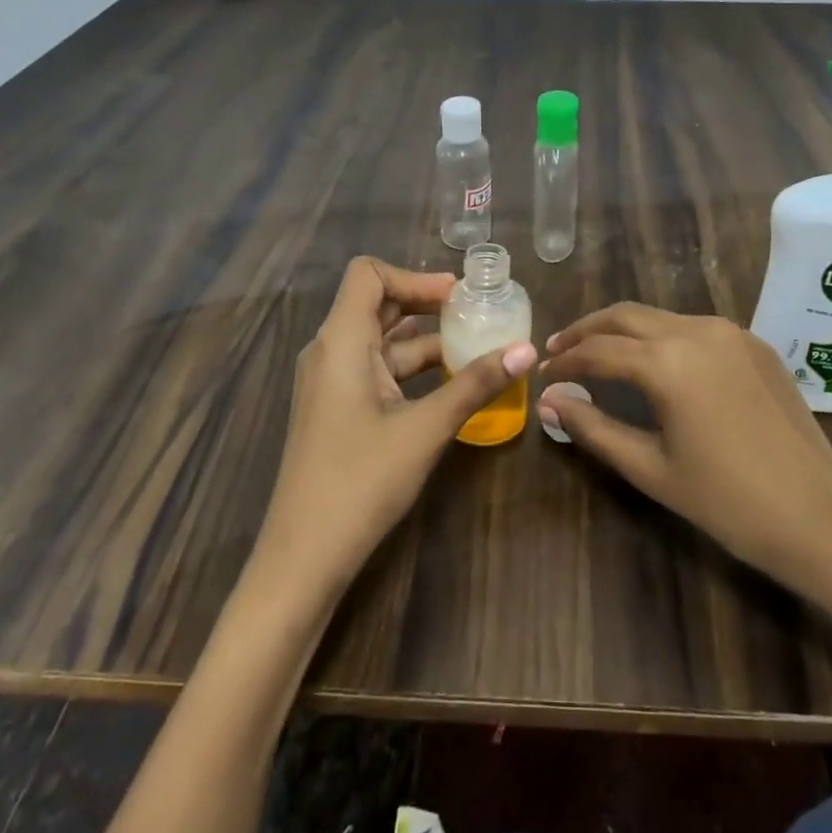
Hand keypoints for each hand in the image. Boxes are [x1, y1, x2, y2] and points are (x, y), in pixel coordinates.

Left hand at [255, 257, 537, 599]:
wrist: (304, 557)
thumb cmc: (360, 482)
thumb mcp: (425, 428)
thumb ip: (475, 385)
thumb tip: (527, 350)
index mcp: (340, 342)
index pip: (369, 275)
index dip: (414, 276)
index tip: (459, 296)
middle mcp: (330, 352)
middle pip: (377, 303)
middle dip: (426, 303)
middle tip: (475, 314)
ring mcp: (330, 382)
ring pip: (380, 340)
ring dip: (423, 338)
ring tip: (473, 346)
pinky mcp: (337, 409)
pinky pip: (376, 370)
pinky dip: (411, 368)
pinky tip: (448, 383)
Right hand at [539, 304, 831, 599]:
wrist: (821, 516)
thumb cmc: (728, 502)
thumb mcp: (651, 468)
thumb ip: (594, 428)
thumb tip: (548, 402)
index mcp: (668, 361)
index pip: (598, 350)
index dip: (565, 361)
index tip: (543, 374)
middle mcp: (697, 331)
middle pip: (625, 315)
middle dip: (587, 330)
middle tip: (559, 350)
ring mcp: (731, 333)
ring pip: (660, 317)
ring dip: (623, 330)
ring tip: (599, 354)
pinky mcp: (754, 344)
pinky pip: (693, 328)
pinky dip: (661, 337)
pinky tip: (653, 362)